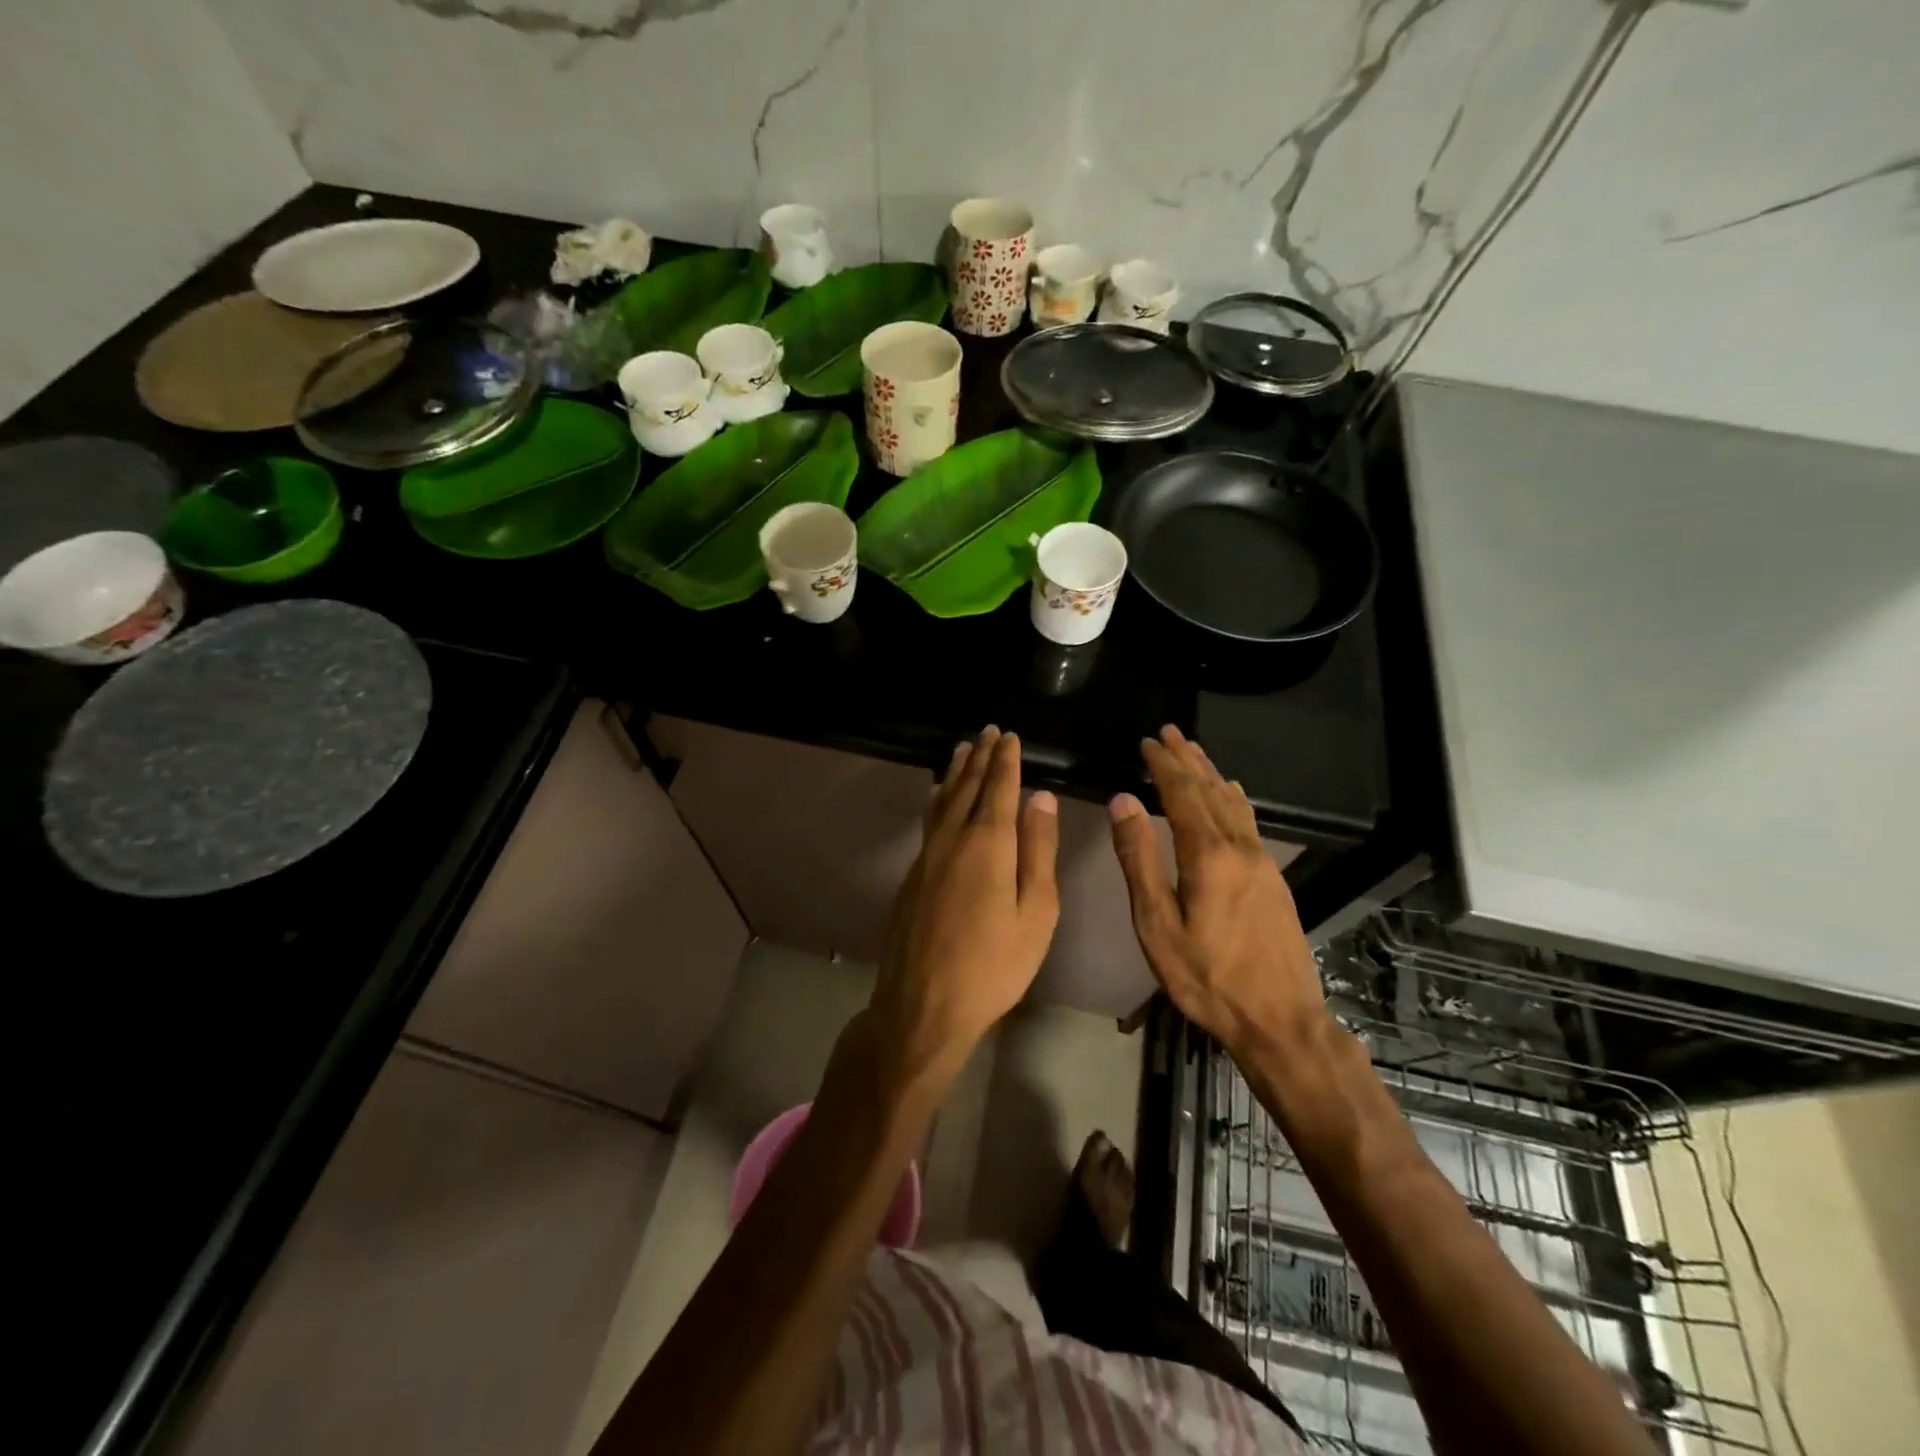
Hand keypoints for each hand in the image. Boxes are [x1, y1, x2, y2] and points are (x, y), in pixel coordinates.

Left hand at [870, 727, 1059, 1076]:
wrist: (923, 1004)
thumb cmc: (993, 965)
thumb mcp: (1035, 913)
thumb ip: (1037, 851)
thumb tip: (1040, 797)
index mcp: (987, 844)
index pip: (998, 788)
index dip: (1005, 760)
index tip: (1009, 736)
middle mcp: (952, 839)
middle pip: (967, 787)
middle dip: (980, 757)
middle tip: (988, 732)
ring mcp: (926, 856)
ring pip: (942, 800)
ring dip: (955, 772)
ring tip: (962, 749)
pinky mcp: (912, 875)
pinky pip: (928, 820)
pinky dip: (937, 798)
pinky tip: (936, 796)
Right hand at [1108, 725, 1325, 1056]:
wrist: (1279, 1019)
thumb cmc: (1207, 977)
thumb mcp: (1157, 924)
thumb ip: (1139, 859)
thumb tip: (1123, 801)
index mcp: (1208, 854)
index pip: (1183, 793)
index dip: (1164, 765)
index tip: (1147, 741)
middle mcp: (1239, 847)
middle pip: (1210, 790)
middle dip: (1187, 759)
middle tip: (1169, 732)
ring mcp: (1262, 861)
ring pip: (1233, 802)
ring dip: (1210, 773)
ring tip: (1194, 751)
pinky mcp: (1273, 877)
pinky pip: (1248, 820)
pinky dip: (1232, 797)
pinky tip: (1231, 794)